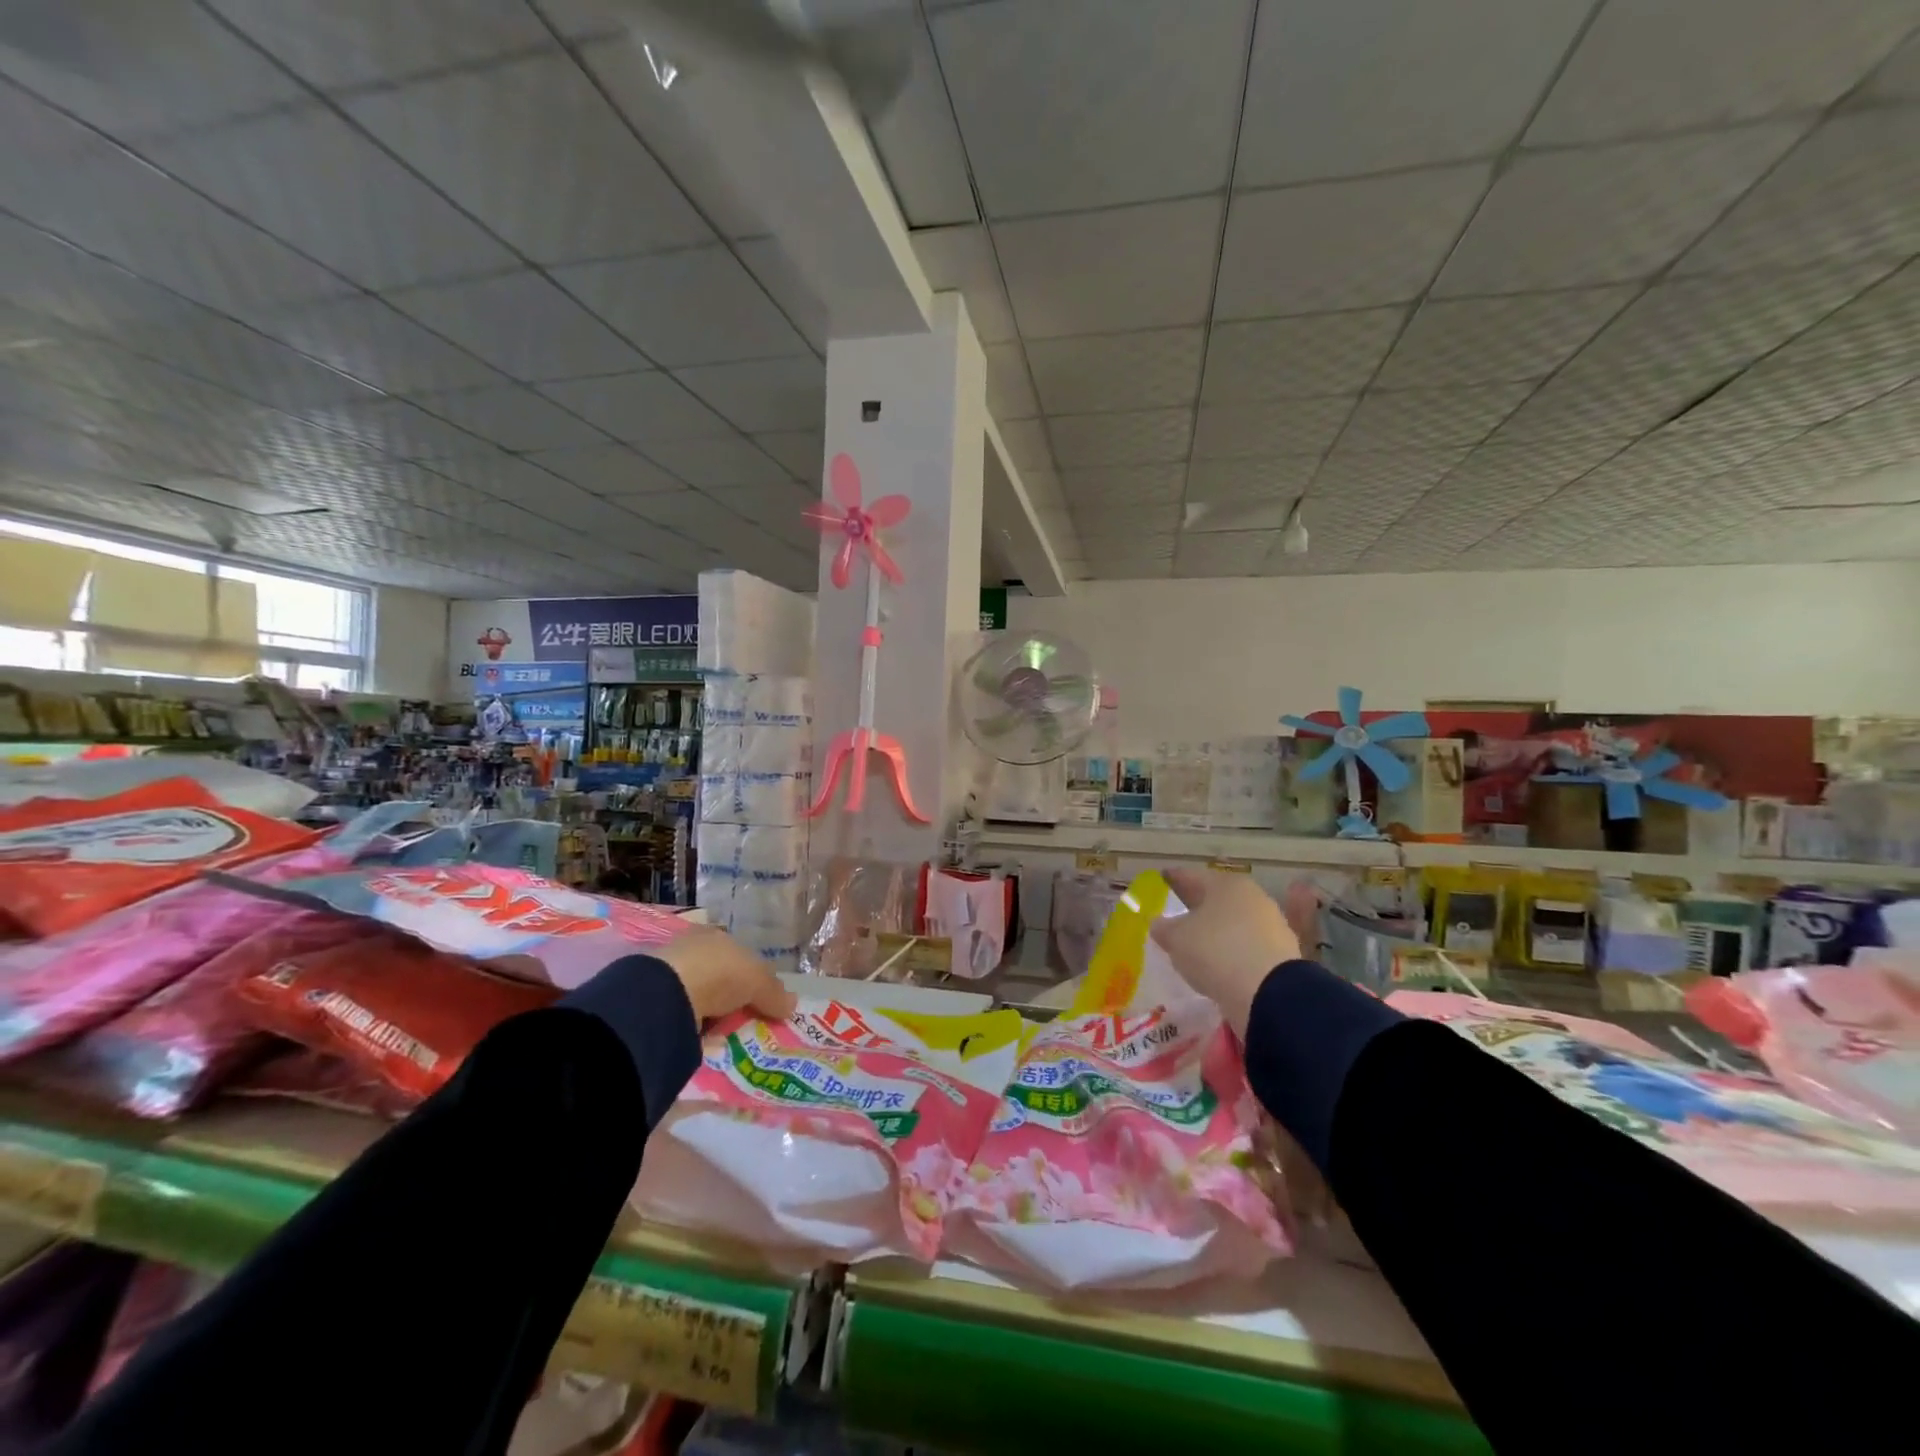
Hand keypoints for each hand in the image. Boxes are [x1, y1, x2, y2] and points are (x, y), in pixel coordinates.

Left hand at [653, 926, 796, 1023]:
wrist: (666, 994)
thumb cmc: (719, 973)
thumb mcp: (757, 980)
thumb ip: (775, 992)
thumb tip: (793, 1004)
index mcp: (718, 936)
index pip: (742, 956)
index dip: (755, 978)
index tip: (764, 1001)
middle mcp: (694, 949)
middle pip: (723, 976)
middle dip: (735, 997)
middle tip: (747, 1021)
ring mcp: (672, 973)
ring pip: (703, 995)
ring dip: (714, 1013)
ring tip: (727, 1034)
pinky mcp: (656, 1000)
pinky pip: (686, 1014)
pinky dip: (696, 1025)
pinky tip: (704, 1038)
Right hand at [1151, 869, 1317, 1036]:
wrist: (1270, 994)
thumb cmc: (1216, 951)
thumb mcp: (1176, 939)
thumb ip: (1164, 928)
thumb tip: (1160, 924)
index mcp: (1226, 884)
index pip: (1192, 876)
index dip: (1173, 879)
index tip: (1162, 880)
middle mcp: (1253, 897)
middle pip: (1217, 898)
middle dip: (1197, 905)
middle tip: (1177, 914)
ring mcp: (1271, 925)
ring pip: (1234, 922)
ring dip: (1217, 930)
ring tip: (1197, 944)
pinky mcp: (1282, 954)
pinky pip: (1247, 947)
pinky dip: (1233, 951)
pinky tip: (1220, 964)